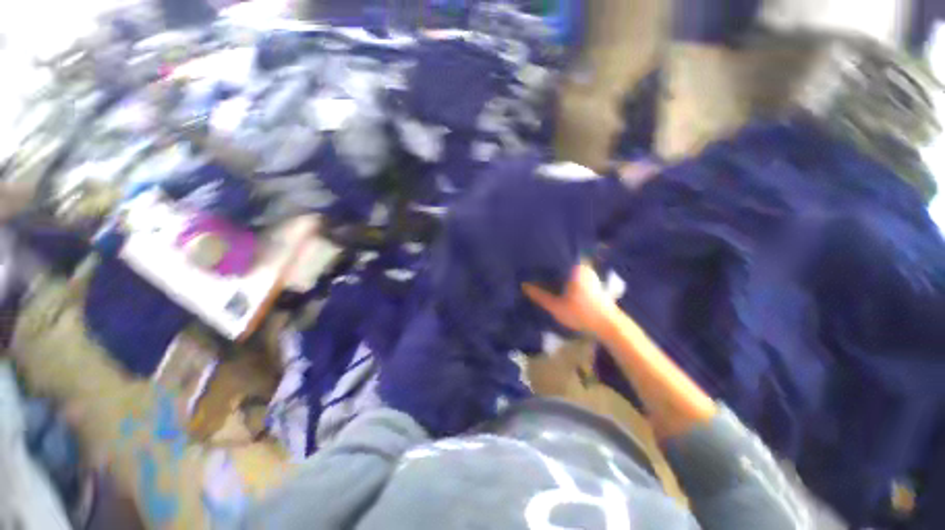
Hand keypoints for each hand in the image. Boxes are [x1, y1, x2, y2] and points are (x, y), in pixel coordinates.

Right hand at [522, 263, 617, 335]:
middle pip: (560, 261)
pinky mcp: (592, 281)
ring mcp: (589, 273)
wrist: (609, 326)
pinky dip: (563, 277)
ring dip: (556, 271)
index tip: (530, 260)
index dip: (541, 258)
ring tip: (541, 274)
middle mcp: (583, 266)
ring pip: (567, 268)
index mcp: (575, 268)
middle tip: (533, 268)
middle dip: (547, 265)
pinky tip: (555, 282)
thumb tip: (523, 285)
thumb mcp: (556, 307)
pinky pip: (573, 274)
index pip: (554, 255)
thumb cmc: (582, 314)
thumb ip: (539, 295)